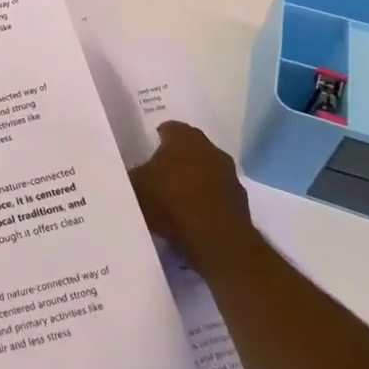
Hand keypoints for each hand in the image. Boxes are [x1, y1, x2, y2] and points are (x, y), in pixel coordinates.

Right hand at [128, 121, 252, 272]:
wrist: (215, 240)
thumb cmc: (170, 201)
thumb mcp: (135, 185)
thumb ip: (132, 174)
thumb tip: (127, 172)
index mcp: (185, 137)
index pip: (169, 128)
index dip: (156, 139)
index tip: (145, 153)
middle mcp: (211, 149)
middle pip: (190, 149)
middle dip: (176, 159)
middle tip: (158, 175)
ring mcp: (230, 176)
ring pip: (206, 172)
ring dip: (194, 181)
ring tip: (174, 200)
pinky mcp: (241, 203)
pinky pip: (217, 196)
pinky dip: (206, 203)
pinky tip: (192, 218)